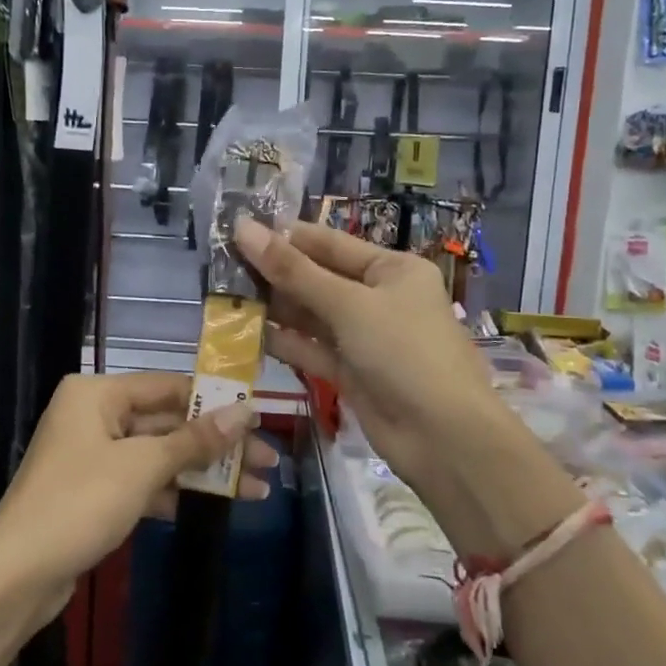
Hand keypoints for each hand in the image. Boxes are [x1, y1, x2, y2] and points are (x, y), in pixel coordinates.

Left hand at [0, 372, 271, 630]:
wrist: (17, 575)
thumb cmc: (79, 503)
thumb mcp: (143, 467)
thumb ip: (195, 439)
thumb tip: (246, 411)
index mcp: (96, 393)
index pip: (168, 387)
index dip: (215, 401)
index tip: (259, 416)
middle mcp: (93, 415)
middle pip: (167, 423)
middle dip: (216, 445)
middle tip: (267, 461)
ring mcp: (93, 454)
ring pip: (159, 455)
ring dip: (203, 472)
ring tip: (256, 490)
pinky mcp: (95, 491)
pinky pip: (144, 480)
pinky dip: (176, 491)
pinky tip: (216, 504)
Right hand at [235, 217, 572, 554]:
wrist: (443, 437)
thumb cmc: (403, 351)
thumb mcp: (349, 304)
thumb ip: (293, 270)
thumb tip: (244, 228)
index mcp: (391, 269)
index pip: (331, 243)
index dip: (286, 237)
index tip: (239, 230)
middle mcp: (379, 298)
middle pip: (318, 278)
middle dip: (275, 274)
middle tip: (222, 267)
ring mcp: (364, 338)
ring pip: (312, 315)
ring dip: (275, 307)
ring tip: (226, 296)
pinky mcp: (351, 372)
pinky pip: (312, 348)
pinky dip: (285, 341)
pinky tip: (248, 332)